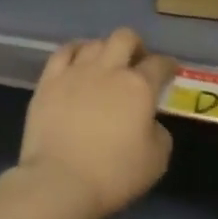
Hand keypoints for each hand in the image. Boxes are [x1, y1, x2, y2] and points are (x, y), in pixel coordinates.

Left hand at [17, 29, 176, 218]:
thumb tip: (148, 121)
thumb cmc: (114, 174)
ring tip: (105, 64)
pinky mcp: (48, 81)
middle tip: (137, 62)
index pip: (159, 64)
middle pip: (125, 38)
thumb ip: (158, 132)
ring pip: (94, 43)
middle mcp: (108, 69)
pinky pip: (63, 52)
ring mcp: (75, 72)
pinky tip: (77, 59)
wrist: (60, 180)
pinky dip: (75, 51)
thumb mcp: (156, 160)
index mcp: (139, 87)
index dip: (168, 65)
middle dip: (136, 46)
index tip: (169, 71)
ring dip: (105, 49)